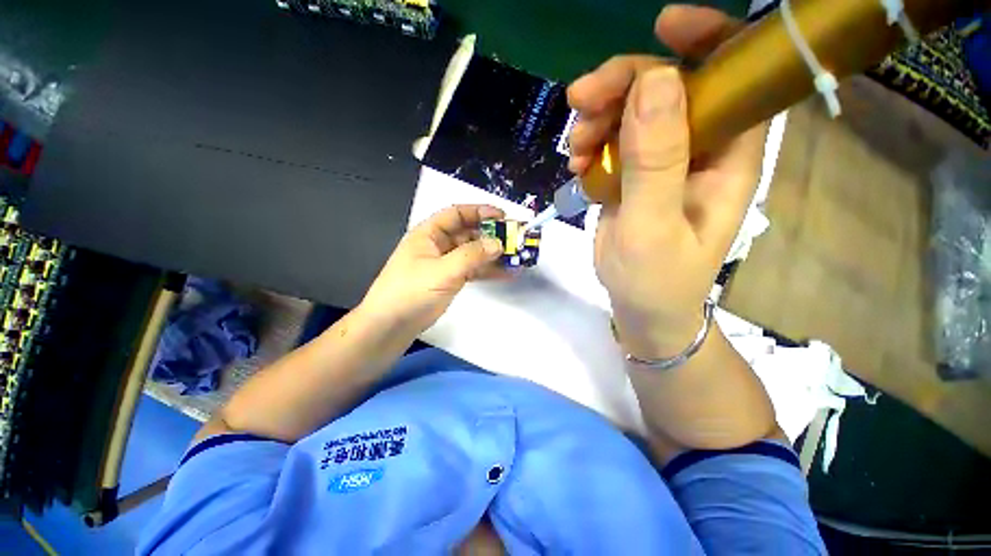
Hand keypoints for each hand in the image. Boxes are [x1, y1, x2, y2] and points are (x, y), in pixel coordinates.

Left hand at [361, 205, 505, 333]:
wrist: (390, 326)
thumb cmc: (411, 292)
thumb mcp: (442, 271)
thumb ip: (471, 256)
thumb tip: (498, 243)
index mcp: (429, 234)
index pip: (457, 214)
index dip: (480, 212)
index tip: (503, 217)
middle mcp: (438, 245)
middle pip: (468, 233)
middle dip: (491, 235)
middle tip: (515, 240)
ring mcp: (445, 263)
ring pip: (473, 253)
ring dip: (493, 255)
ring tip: (516, 258)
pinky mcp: (450, 280)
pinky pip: (472, 270)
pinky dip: (488, 271)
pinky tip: (506, 273)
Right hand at [568, 6, 765, 357]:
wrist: (642, 309)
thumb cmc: (657, 280)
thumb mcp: (653, 226)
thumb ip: (655, 160)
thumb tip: (654, 81)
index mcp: (728, 158)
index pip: (733, 78)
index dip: (707, 40)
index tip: (661, 25)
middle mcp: (700, 151)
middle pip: (668, 89)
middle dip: (623, 85)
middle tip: (580, 104)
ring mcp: (663, 163)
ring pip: (633, 114)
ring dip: (598, 119)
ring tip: (574, 150)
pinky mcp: (634, 177)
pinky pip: (612, 142)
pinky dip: (591, 145)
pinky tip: (576, 165)